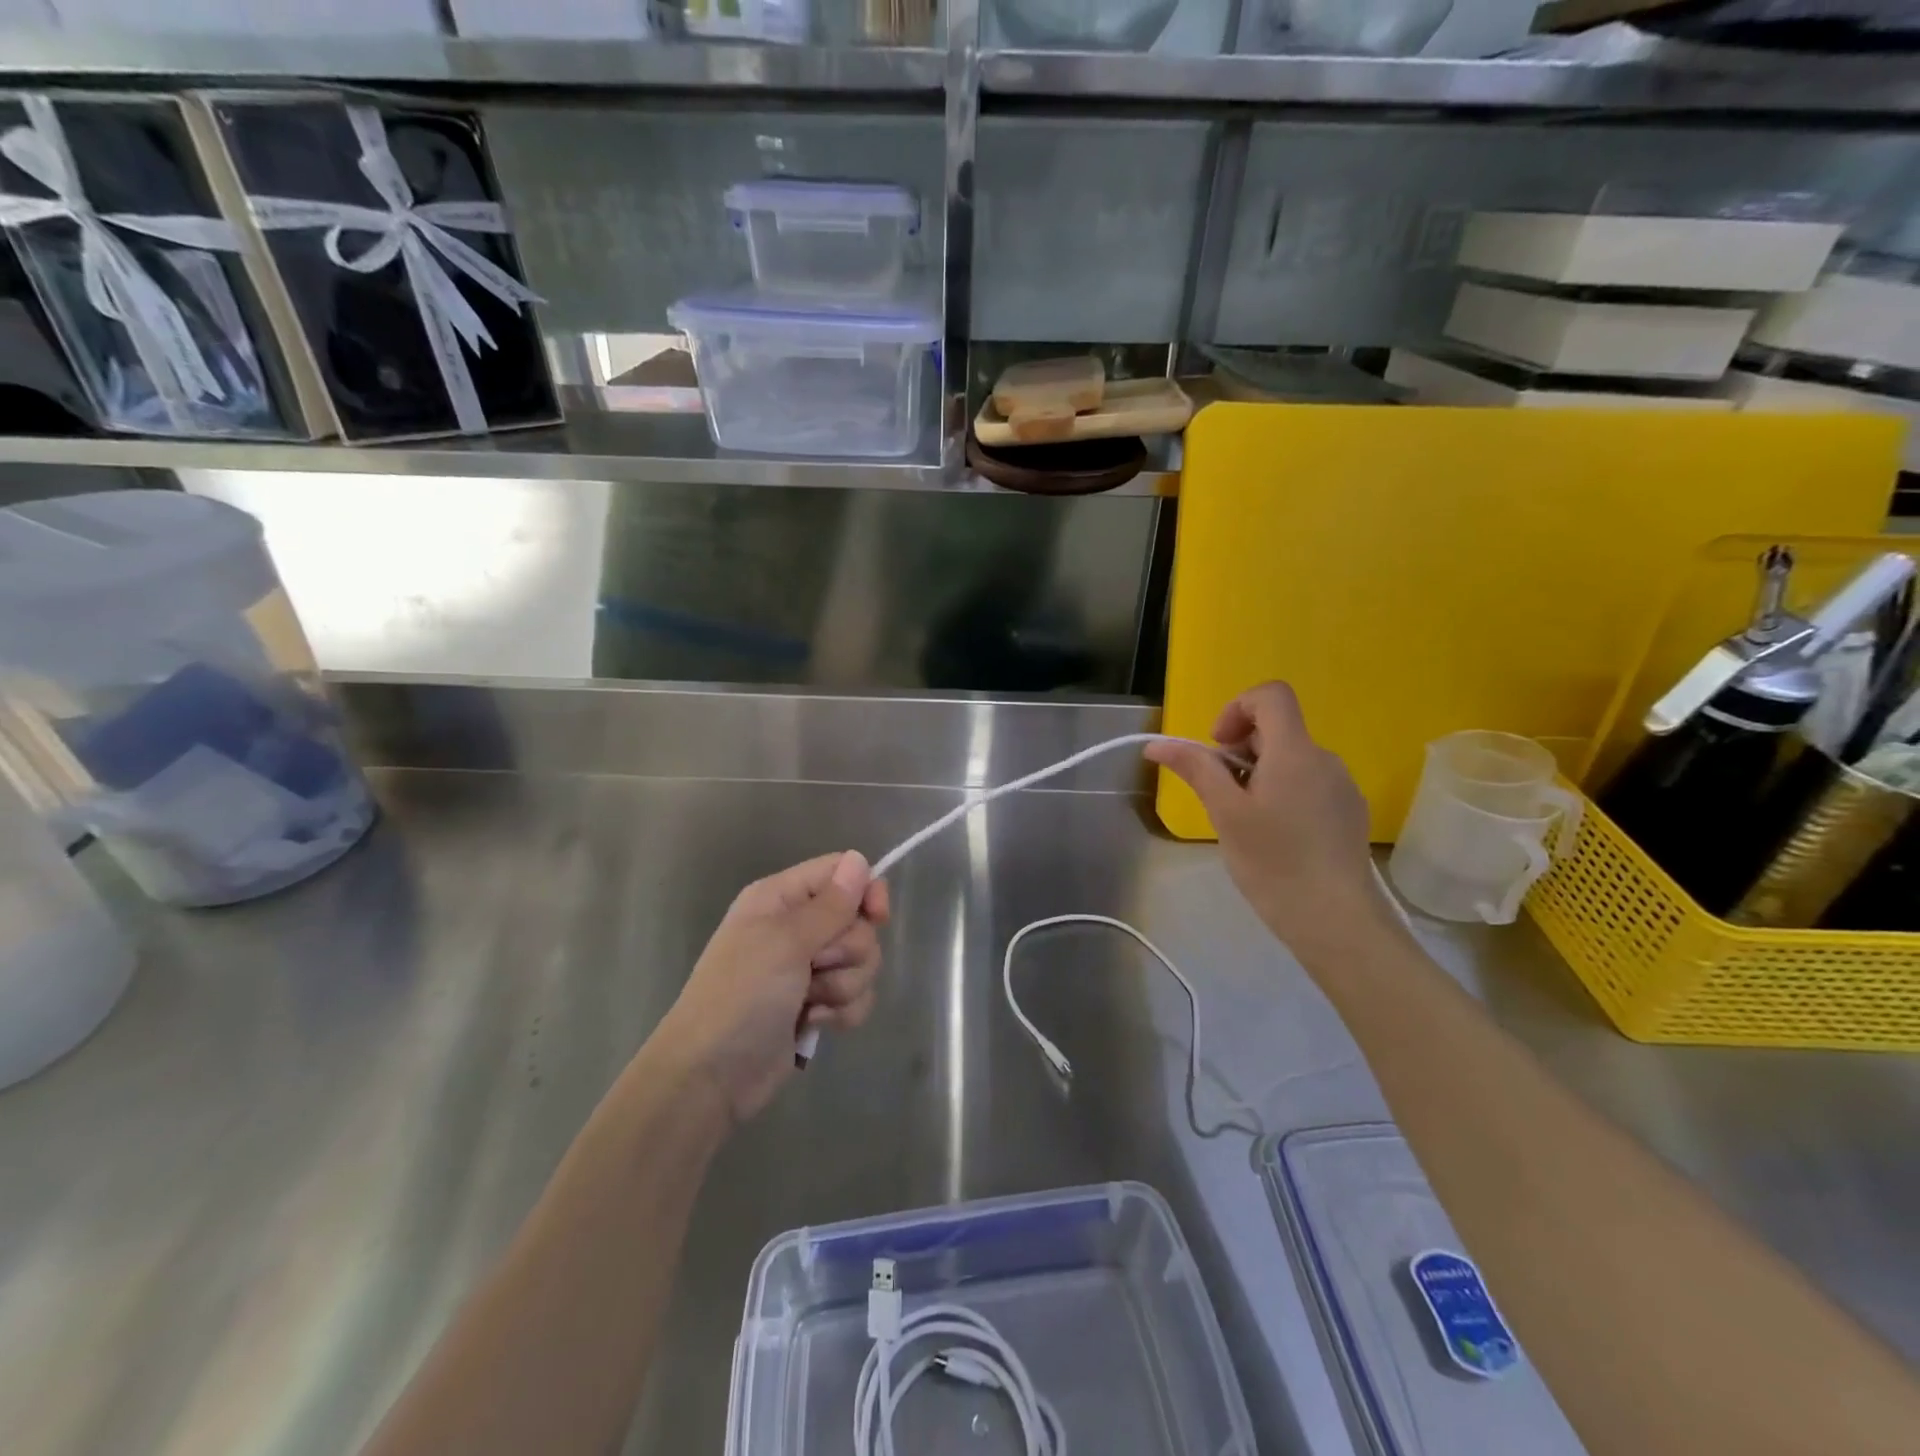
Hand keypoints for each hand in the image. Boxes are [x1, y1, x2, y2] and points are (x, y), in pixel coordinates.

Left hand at [656, 851, 890, 1125]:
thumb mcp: (785, 942)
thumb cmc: (741, 995)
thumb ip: (830, 904)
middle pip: (859, 921)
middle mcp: (796, 926)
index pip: (840, 872)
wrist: (711, 1076)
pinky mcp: (818, 1005)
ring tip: (810, 1003)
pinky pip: (857, 996)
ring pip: (863, 962)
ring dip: (844, 986)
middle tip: (816, 967)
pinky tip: (813, 1023)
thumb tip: (859, 859)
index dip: (865, 890)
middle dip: (849, 951)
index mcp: (781, 898)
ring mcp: (808, 968)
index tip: (877, 917)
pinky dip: (842, 1012)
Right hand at [1146, 682, 1391, 956]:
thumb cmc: (1274, 863)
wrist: (1337, 920)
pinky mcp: (1349, 813)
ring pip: (1291, 761)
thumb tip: (1157, 744)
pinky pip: (1309, 785)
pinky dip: (1283, 794)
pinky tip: (1276, 838)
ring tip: (1246, 823)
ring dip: (1260, 775)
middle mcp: (1325, 759)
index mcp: (1295, 752)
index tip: (1218, 747)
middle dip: (1241, 751)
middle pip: (1278, 730)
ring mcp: (1342, 787)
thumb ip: (1196, 769)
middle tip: (1222, 796)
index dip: (1237, 708)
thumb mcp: (1226, 813)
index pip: (1271, 695)